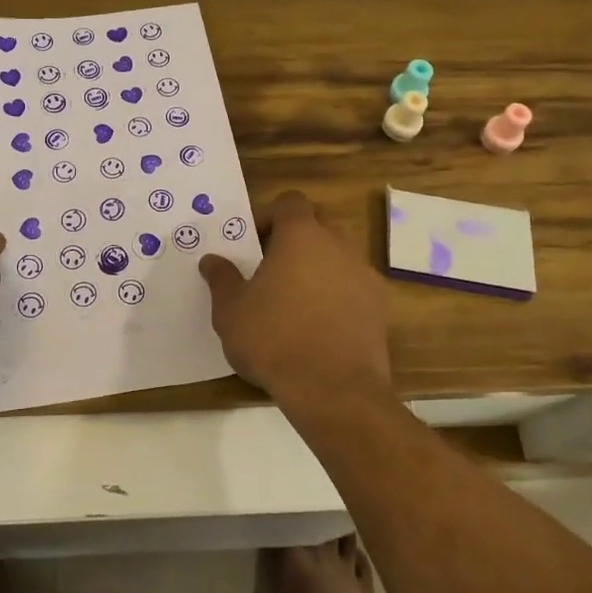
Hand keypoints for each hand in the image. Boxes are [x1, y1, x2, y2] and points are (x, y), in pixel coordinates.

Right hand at [198, 191, 392, 410]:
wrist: (334, 390)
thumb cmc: (274, 339)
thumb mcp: (231, 311)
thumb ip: (222, 279)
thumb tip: (212, 260)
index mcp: (301, 235)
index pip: (290, 202)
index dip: (269, 216)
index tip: (252, 243)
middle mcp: (338, 245)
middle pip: (316, 226)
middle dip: (293, 241)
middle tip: (269, 270)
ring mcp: (364, 275)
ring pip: (336, 257)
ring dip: (315, 269)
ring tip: (292, 302)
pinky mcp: (379, 308)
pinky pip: (352, 288)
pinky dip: (336, 296)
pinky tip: (317, 326)